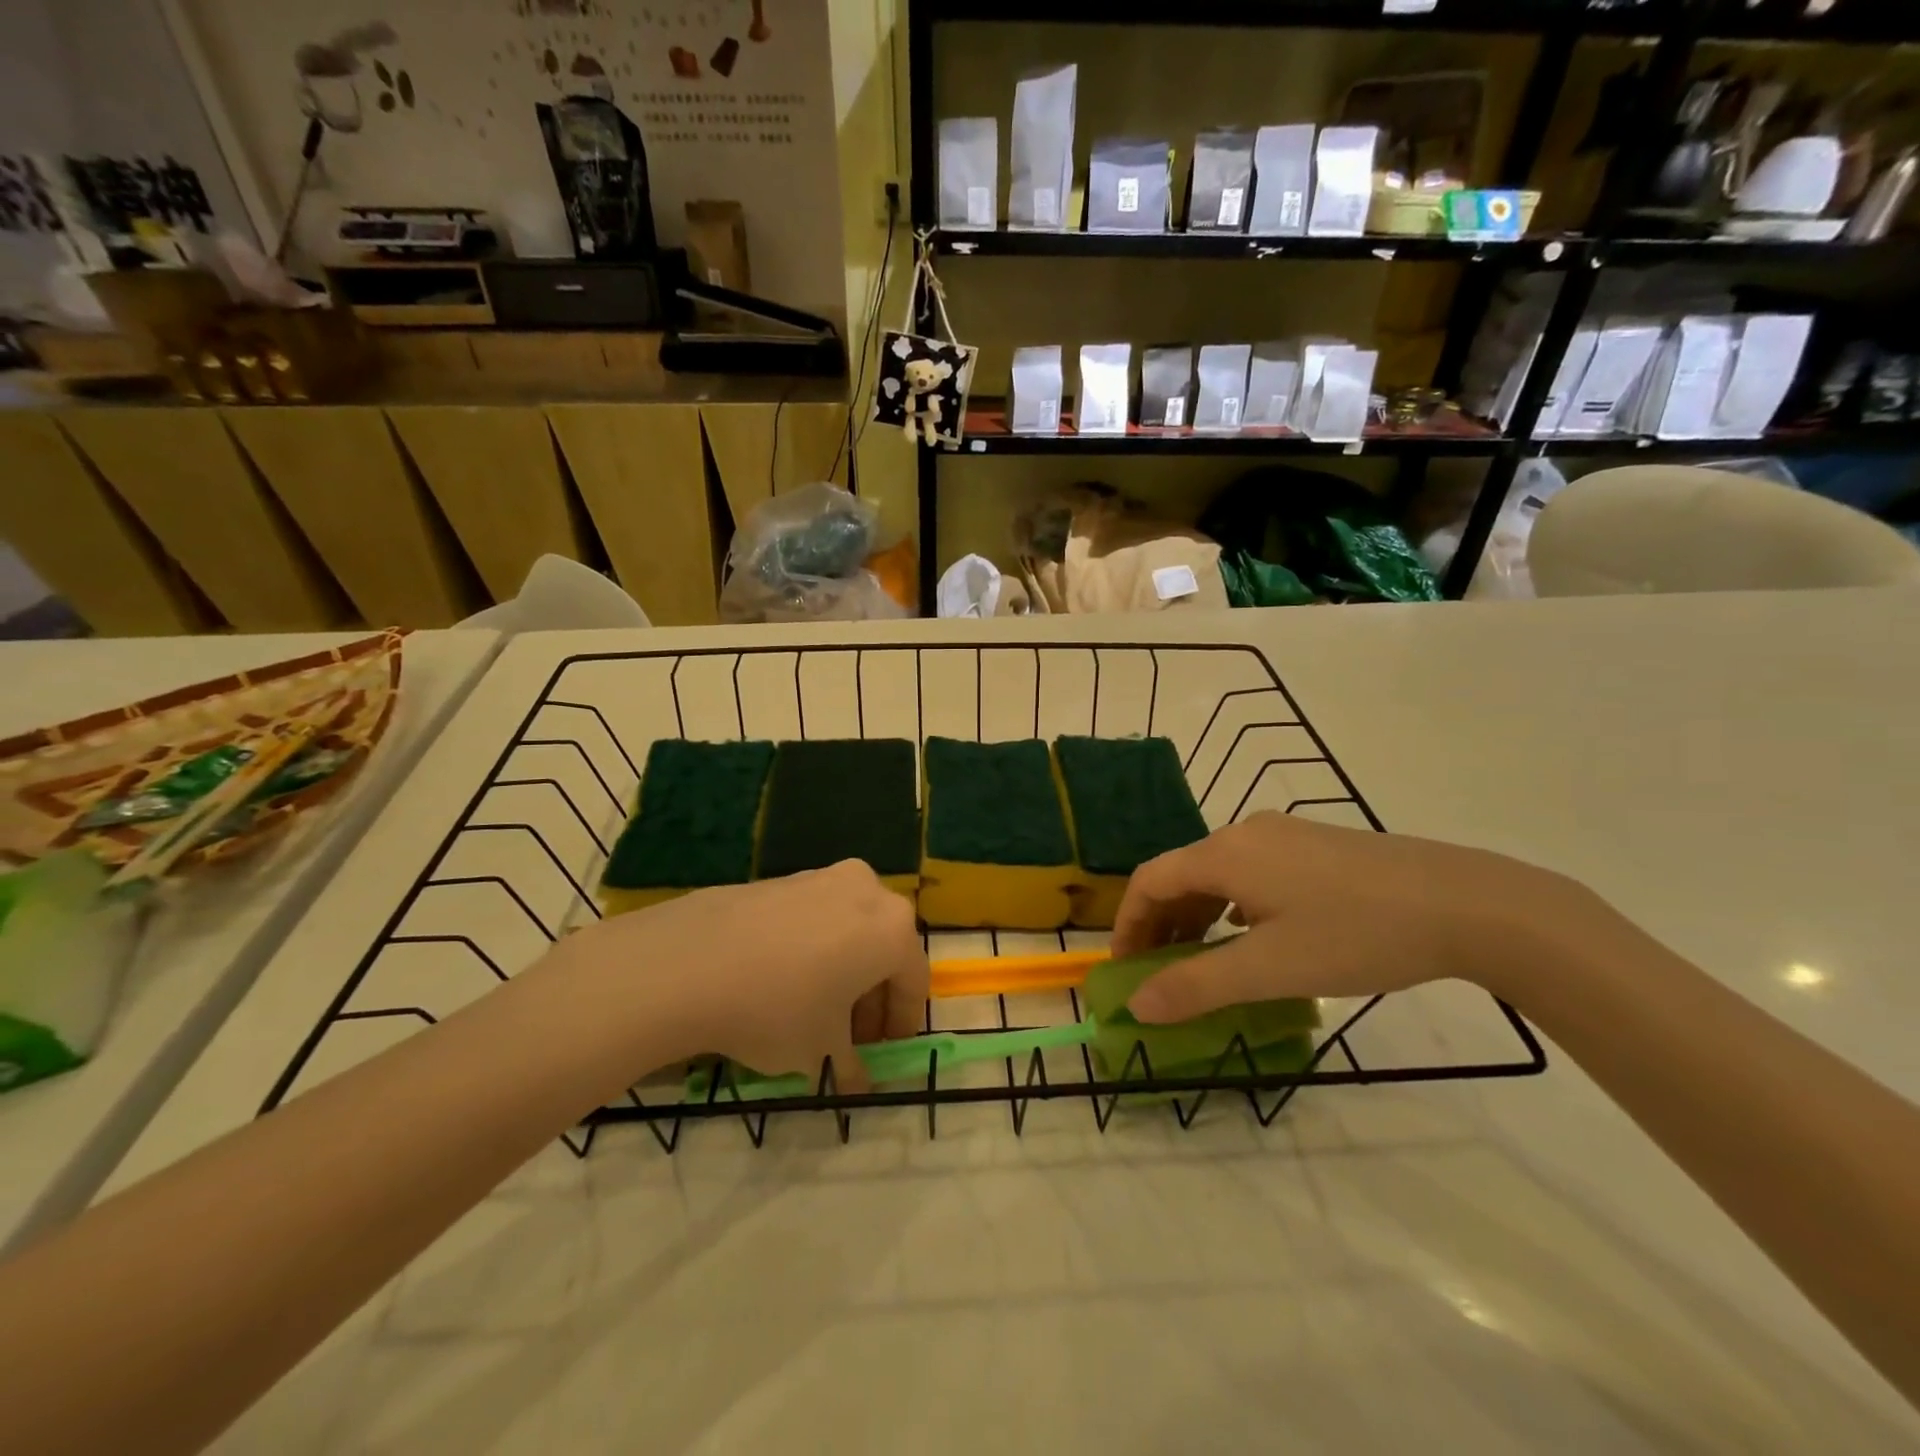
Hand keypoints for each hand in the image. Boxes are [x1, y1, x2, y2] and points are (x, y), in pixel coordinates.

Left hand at [558, 861, 927, 1089]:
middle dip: (871, 998)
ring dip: (843, 972)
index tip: (884, 1054)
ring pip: (849, 931)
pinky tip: (780, 983)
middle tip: (851, 1039)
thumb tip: (858, 1081)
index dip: (901, 1024)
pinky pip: (814, 919)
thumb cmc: (777, 1008)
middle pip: (883, 950)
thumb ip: (852, 1066)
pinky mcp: (782, 878)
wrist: (688, 962)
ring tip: (813, 1013)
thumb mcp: (820, 1052)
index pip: (913, 981)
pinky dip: (813, 950)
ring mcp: (822, 878)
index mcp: (892, 929)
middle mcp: (867, 891)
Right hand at [1113, 812, 1588, 1023]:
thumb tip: (1137, 1006)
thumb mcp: (1271, 969)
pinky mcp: (1316, 846)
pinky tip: (1252, 934)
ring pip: (1218, 873)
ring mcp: (1284, 835)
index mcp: (1225, 854)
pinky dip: (1231, 905)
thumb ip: (1197, 986)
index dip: (1128, 923)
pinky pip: (1251, 872)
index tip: (1124, 968)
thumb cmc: (1357, 934)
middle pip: (1181, 873)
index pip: (1151, 880)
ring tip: (1200, 959)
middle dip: (1160, 923)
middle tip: (1157, 971)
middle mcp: (1246, 833)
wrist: (1468, 904)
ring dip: (1196, 915)